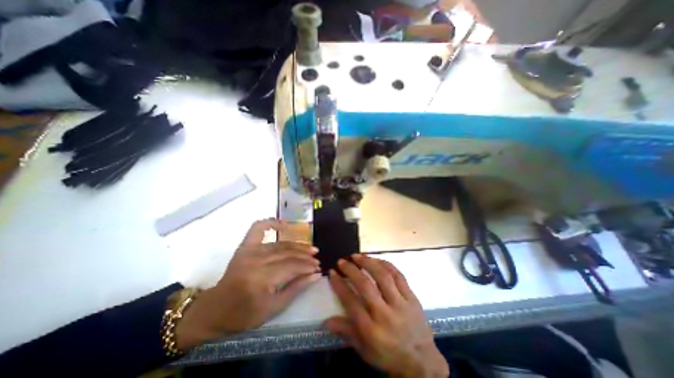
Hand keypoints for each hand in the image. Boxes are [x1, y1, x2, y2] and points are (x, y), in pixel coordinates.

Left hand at [172, 220, 319, 349]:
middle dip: (305, 256)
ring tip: (310, 248)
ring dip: (297, 245)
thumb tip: (316, 275)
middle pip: (287, 254)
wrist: (216, 309)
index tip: (318, 268)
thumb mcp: (274, 308)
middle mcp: (255, 260)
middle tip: (316, 260)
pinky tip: (284, 224)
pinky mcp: (244, 246)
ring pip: (280, 244)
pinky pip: (258, 228)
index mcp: (260, 278)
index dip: (307, 266)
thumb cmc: (245, 314)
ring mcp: (249, 250)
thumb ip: (296, 288)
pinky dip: (271, 222)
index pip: (291, 266)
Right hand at [325, 254, 446, 377]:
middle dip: (351, 270)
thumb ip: (346, 332)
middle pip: (366, 286)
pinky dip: (386, 264)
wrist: (422, 362)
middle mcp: (385, 314)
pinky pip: (399, 276)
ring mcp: (400, 304)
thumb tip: (325, 321)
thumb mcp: (364, 350)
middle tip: (342, 261)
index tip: (332, 272)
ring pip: (383, 276)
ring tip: (357, 255)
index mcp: (372, 330)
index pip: (351, 302)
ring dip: (368, 262)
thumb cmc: (389, 356)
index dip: (339, 285)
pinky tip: (377, 259)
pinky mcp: (412, 297)